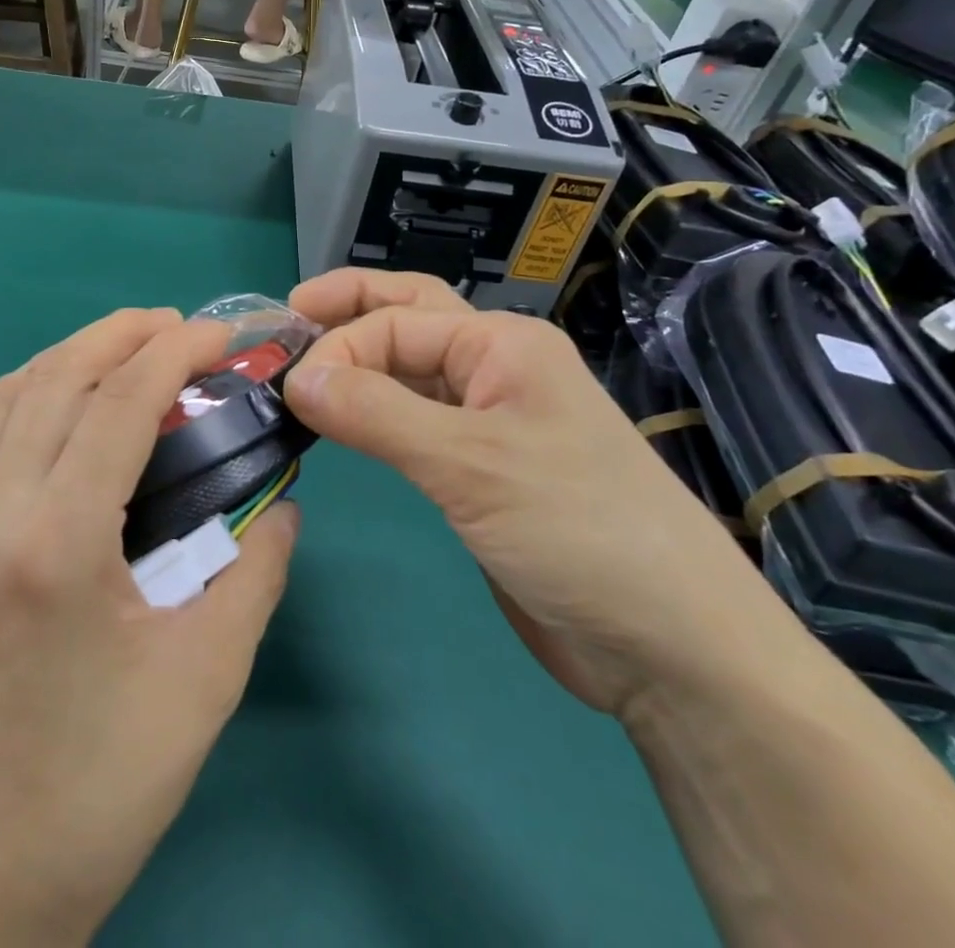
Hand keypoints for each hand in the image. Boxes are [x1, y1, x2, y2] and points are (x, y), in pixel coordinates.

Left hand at [0, 310, 299, 947]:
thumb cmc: (109, 776)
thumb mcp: (209, 673)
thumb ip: (257, 571)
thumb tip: (280, 500)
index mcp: (58, 543)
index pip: (118, 404)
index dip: (173, 353)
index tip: (217, 335)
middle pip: (56, 380)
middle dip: (120, 335)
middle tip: (177, 326)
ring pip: (5, 398)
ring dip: (69, 357)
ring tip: (125, 349)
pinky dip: (18, 398)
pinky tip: (54, 404)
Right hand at [283, 270, 783, 720]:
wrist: (667, 644)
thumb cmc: (577, 529)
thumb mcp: (469, 463)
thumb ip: (376, 413)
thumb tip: (296, 376)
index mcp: (501, 343)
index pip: (396, 322)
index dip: (337, 346)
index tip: (289, 389)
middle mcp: (494, 368)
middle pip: (408, 318)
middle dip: (348, 311)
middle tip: (286, 316)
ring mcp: (489, 420)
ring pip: (409, 372)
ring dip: (358, 363)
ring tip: (302, 368)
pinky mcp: (480, 470)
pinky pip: (415, 422)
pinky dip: (374, 413)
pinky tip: (343, 421)